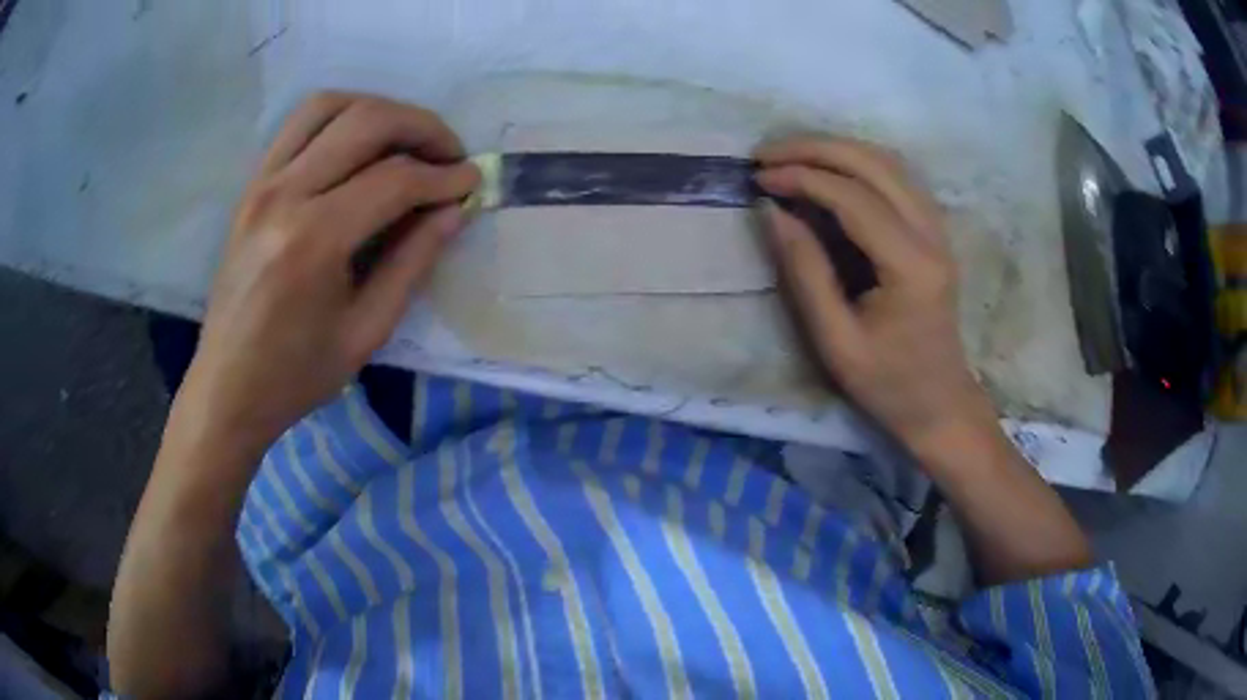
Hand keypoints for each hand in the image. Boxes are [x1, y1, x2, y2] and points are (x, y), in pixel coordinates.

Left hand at [179, 92, 479, 453]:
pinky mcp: (252, 186)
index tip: (473, 183)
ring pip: (330, 105)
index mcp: (313, 240)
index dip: (444, 177)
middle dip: (422, 128)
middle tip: (450, 155)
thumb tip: (455, 210)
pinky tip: (361, 144)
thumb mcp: (366, 332)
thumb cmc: (296, 374)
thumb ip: (412, 263)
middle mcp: (284, 195)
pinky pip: (299, 124)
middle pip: (366, 122)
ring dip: (380, 110)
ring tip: (407, 141)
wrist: (227, 387)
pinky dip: (340, 117)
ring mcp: (262, 183)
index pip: (394, 179)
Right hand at [755, 137, 995, 454]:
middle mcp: (932, 235)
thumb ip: (805, 271)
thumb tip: (772, 211)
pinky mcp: (934, 231)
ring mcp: (938, 229)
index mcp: (911, 267)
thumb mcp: (835, 340)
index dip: (802, 178)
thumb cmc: (888, 384)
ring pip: (888, 161)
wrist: (940, 403)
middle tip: (766, 154)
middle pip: (874, 163)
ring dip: (836, 148)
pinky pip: (897, 177)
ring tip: (790, 156)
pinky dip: (858, 162)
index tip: (758, 179)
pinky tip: (829, 169)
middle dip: (815, 148)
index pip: (854, 198)